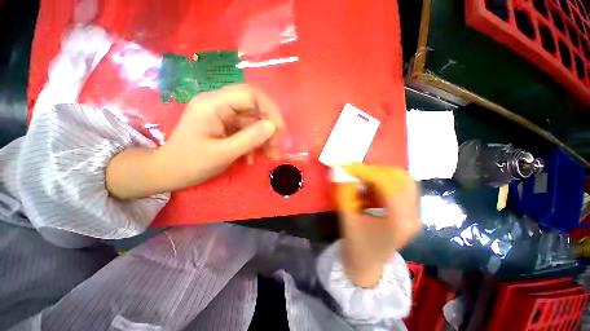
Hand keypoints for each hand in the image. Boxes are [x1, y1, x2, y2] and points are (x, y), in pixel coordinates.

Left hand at [106, 84, 283, 198]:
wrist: (169, 173)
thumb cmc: (191, 163)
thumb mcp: (223, 153)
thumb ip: (250, 138)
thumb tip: (273, 126)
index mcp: (214, 104)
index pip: (250, 94)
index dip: (270, 109)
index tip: (280, 130)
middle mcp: (219, 104)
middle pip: (253, 108)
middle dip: (268, 128)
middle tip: (276, 147)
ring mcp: (222, 115)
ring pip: (252, 121)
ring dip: (263, 139)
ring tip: (269, 156)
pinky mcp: (225, 126)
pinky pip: (245, 130)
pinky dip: (253, 143)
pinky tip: (251, 158)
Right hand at [336, 163, 421, 287]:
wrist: (368, 264)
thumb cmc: (357, 245)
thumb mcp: (347, 217)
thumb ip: (345, 193)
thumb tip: (341, 171)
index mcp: (399, 221)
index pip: (387, 184)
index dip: (366, 171)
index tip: (348, 166)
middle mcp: (413, 215)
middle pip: (401, 178)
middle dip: (376, 171)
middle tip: (357, 171)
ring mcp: (415, 214)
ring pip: (403, 180)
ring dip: (382, 175)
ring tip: (363, 178)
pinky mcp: (411, 212)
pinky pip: (401, 187)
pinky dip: (385, 182)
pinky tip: (371, 187)